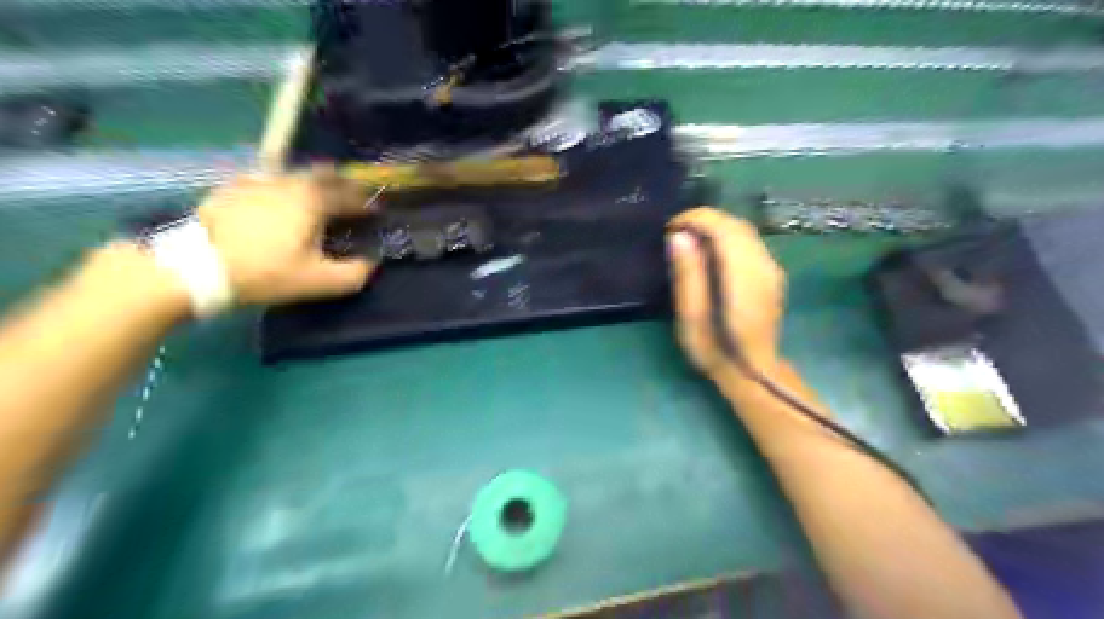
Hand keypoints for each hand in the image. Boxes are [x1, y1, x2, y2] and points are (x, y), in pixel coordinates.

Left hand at [191, 170, 377, 306]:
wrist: (196, 266)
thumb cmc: (266, 272)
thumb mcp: (317, 281)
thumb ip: (354, 273)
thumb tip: (371, 263)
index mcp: (314, 201)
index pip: (351, 195)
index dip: (367, 203)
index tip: (376, 212)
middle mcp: (289, 182)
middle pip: (323, 174)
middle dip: (341, 184)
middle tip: (350, 197)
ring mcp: (258, 181)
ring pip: (295, 174)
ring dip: (312, 183)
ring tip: (317, 199)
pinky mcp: (233, 187)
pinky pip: (267, 180)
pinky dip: (282, 187)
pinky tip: (277, 201)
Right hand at [664, 211, 784, 383]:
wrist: (754, 372)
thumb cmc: (715, 349)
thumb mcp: (691, 318)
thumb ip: (687, 275)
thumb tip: (678, 237)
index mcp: (743, 277)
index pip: (723, 228)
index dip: (696, 219)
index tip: (671, 229)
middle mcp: (764, 266)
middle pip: (736, 225)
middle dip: (704, 219)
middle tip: (676, 233)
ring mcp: (772, 269)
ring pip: (745, 230)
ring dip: (716, 227)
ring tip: (689, 240)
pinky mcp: (772, 273)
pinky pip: (749, 241)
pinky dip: (727, 237)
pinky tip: (710, 252)